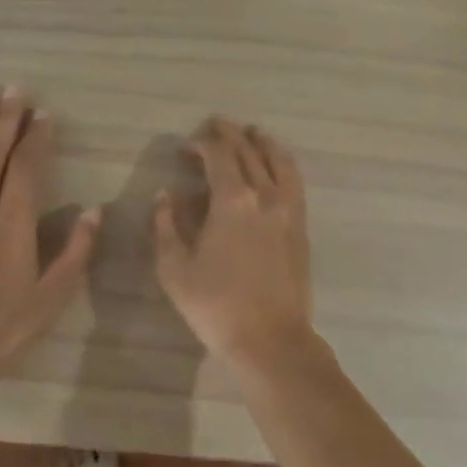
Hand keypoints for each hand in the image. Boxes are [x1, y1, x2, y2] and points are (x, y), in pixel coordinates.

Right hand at [154, 118, 312, 366]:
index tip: (187, 146)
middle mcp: (265, 195)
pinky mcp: (300, 224)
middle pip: (249, 151)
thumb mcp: (175, 270)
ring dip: (262, 142)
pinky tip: (277, 165)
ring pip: (279, 160)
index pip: (219, 155)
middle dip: (230, 134)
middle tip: (216, 126)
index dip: (202, 144)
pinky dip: (283, 163)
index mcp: (232, 201)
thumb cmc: (216, 306)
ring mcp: (288, 208)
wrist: (271, 339)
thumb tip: (166, 195)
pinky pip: (294, 180)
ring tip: (251, 133)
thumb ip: (167, 226)